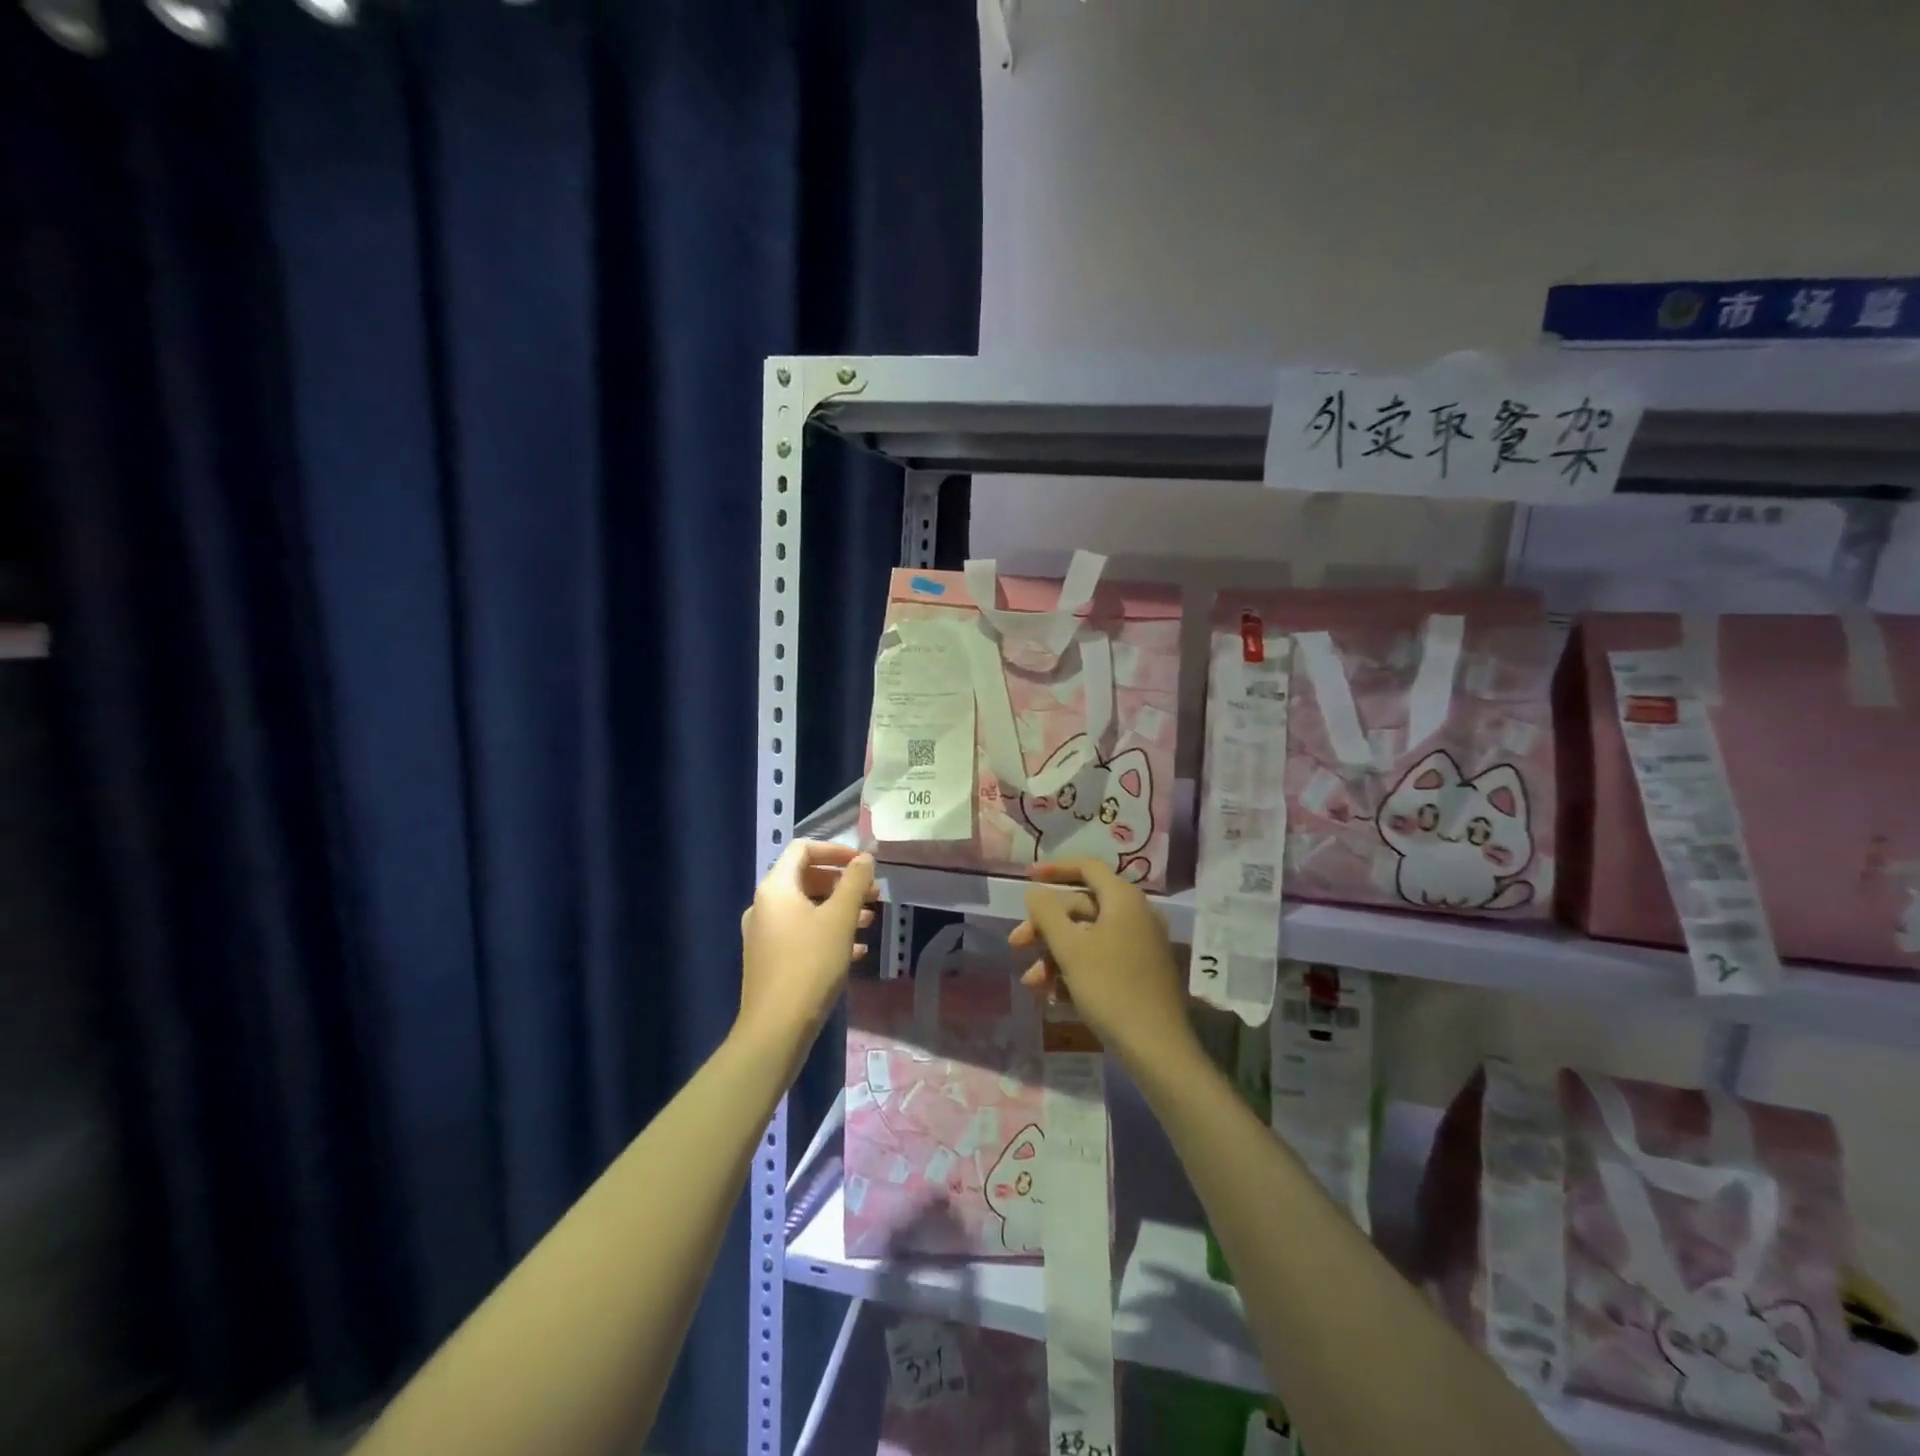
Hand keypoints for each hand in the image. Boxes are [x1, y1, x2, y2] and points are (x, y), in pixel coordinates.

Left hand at [737, 840, 876, 1068]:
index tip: (863, 864)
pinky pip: (801, 933)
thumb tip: (864, 857)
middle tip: (873, 894)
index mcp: (775, 888)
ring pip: (806, 908)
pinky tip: (856, 951)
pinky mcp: (770, 960)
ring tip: (869, 921)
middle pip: (806, 878)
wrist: (776, 1028)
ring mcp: (764, 934)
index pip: (803, 849)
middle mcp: (764, 905)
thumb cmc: (810, 964)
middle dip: (842, 883)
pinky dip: (827, 932)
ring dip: (838, 909)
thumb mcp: (839, 919)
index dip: (835, 850)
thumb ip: (854, 882)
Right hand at [1007, 859, 1200, 1071]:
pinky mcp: (1140, 972)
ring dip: (1054, 955)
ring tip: (1033, 983)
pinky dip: (1074, 970)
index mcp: (1123, 900)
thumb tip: (1035, 891)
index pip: (1087, 867)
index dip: (1055, 868)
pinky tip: (1053, 995)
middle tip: (1016, 944)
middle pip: (1081, 906)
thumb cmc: (1110, 987)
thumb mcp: (1070, 948)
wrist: (1156, 1047)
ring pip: (1087, 937)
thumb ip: (1048, 913)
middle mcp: (1136, 915)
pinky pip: (1101, 958)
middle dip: (1045, 926)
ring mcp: (1140, 945)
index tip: (1026, 877)